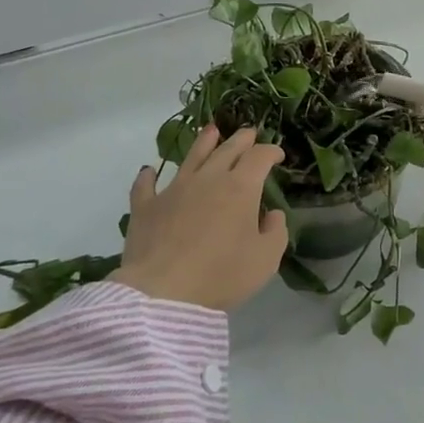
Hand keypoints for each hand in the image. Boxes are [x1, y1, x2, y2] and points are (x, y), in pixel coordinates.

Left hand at [116, 127, 287, 311]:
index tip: (278, 155)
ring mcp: (174, 189)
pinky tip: (148, 171)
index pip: (259, 157)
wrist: (163, 292)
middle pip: (227, 150)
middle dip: (242, 139)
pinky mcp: (146, 207)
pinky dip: (148, 177)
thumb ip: (276, 232)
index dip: (270, 151)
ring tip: (211, 130)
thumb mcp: (265, 259)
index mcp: (241, 188)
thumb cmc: (222, 275)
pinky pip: (145, 185)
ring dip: (204, 142)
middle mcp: (208, 179)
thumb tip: (272, 214)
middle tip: (249, 133)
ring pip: (191, 157)